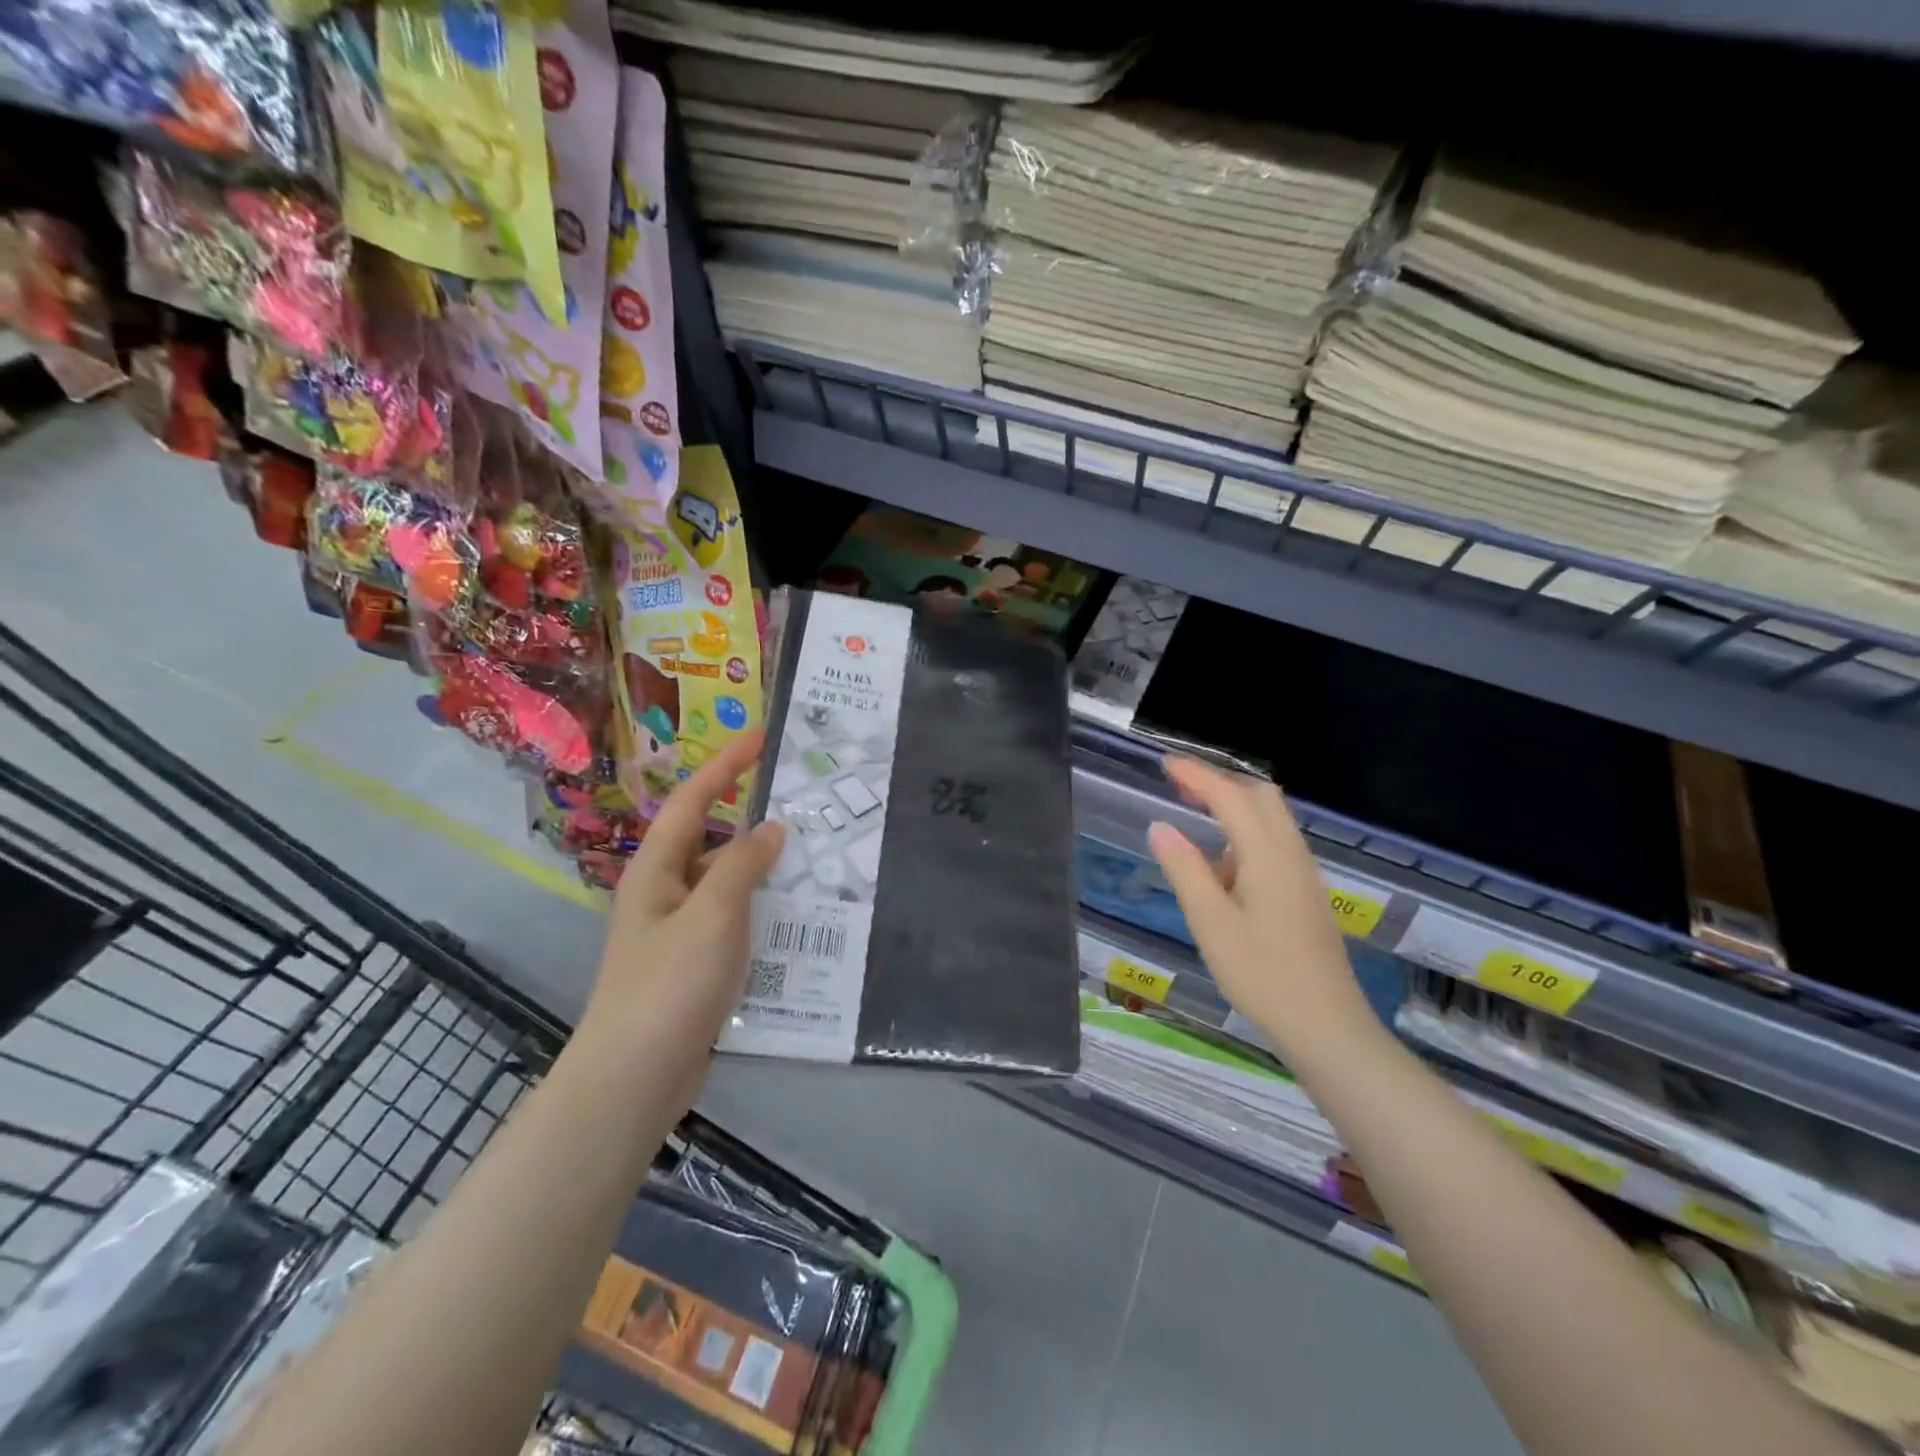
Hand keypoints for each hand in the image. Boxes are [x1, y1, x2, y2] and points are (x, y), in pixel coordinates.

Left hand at [584, 730, 785, 1071]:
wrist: (635, 1078)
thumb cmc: (669, 985)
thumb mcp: (712, 915)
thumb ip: (743, 866)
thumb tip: (771, 829)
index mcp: (656, 870)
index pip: (694, 802)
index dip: (725, 766)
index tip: (761, 737)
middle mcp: (664, 893)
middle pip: (710, 839)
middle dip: (749, 815)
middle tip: (798, 799)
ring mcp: (679, 931)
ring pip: (725, 882)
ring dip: (761, 866)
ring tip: (811, 853)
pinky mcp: (694, 965)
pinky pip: (733, 920)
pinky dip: (761, 908)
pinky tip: (795, 915)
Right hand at [1147, 756, 1377, 1062]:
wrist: (1327, 1026)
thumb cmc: (1262, 975)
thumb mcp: (1211, 923)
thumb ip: (1185, 869)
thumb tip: (1161, 826)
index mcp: (1268, 856)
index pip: (1230, 797)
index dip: (1197, 776)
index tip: (1165, 764)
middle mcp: (1292, 854)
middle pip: (1261, 796)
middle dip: (1220, 781)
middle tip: (1180, 785)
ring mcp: (1304, 874)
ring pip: (1272, 818)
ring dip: (1235, 805)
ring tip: (1195, 815)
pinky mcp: (1305, 894)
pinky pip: (1275, 843)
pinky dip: (1246, 832)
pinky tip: (1223, 864)